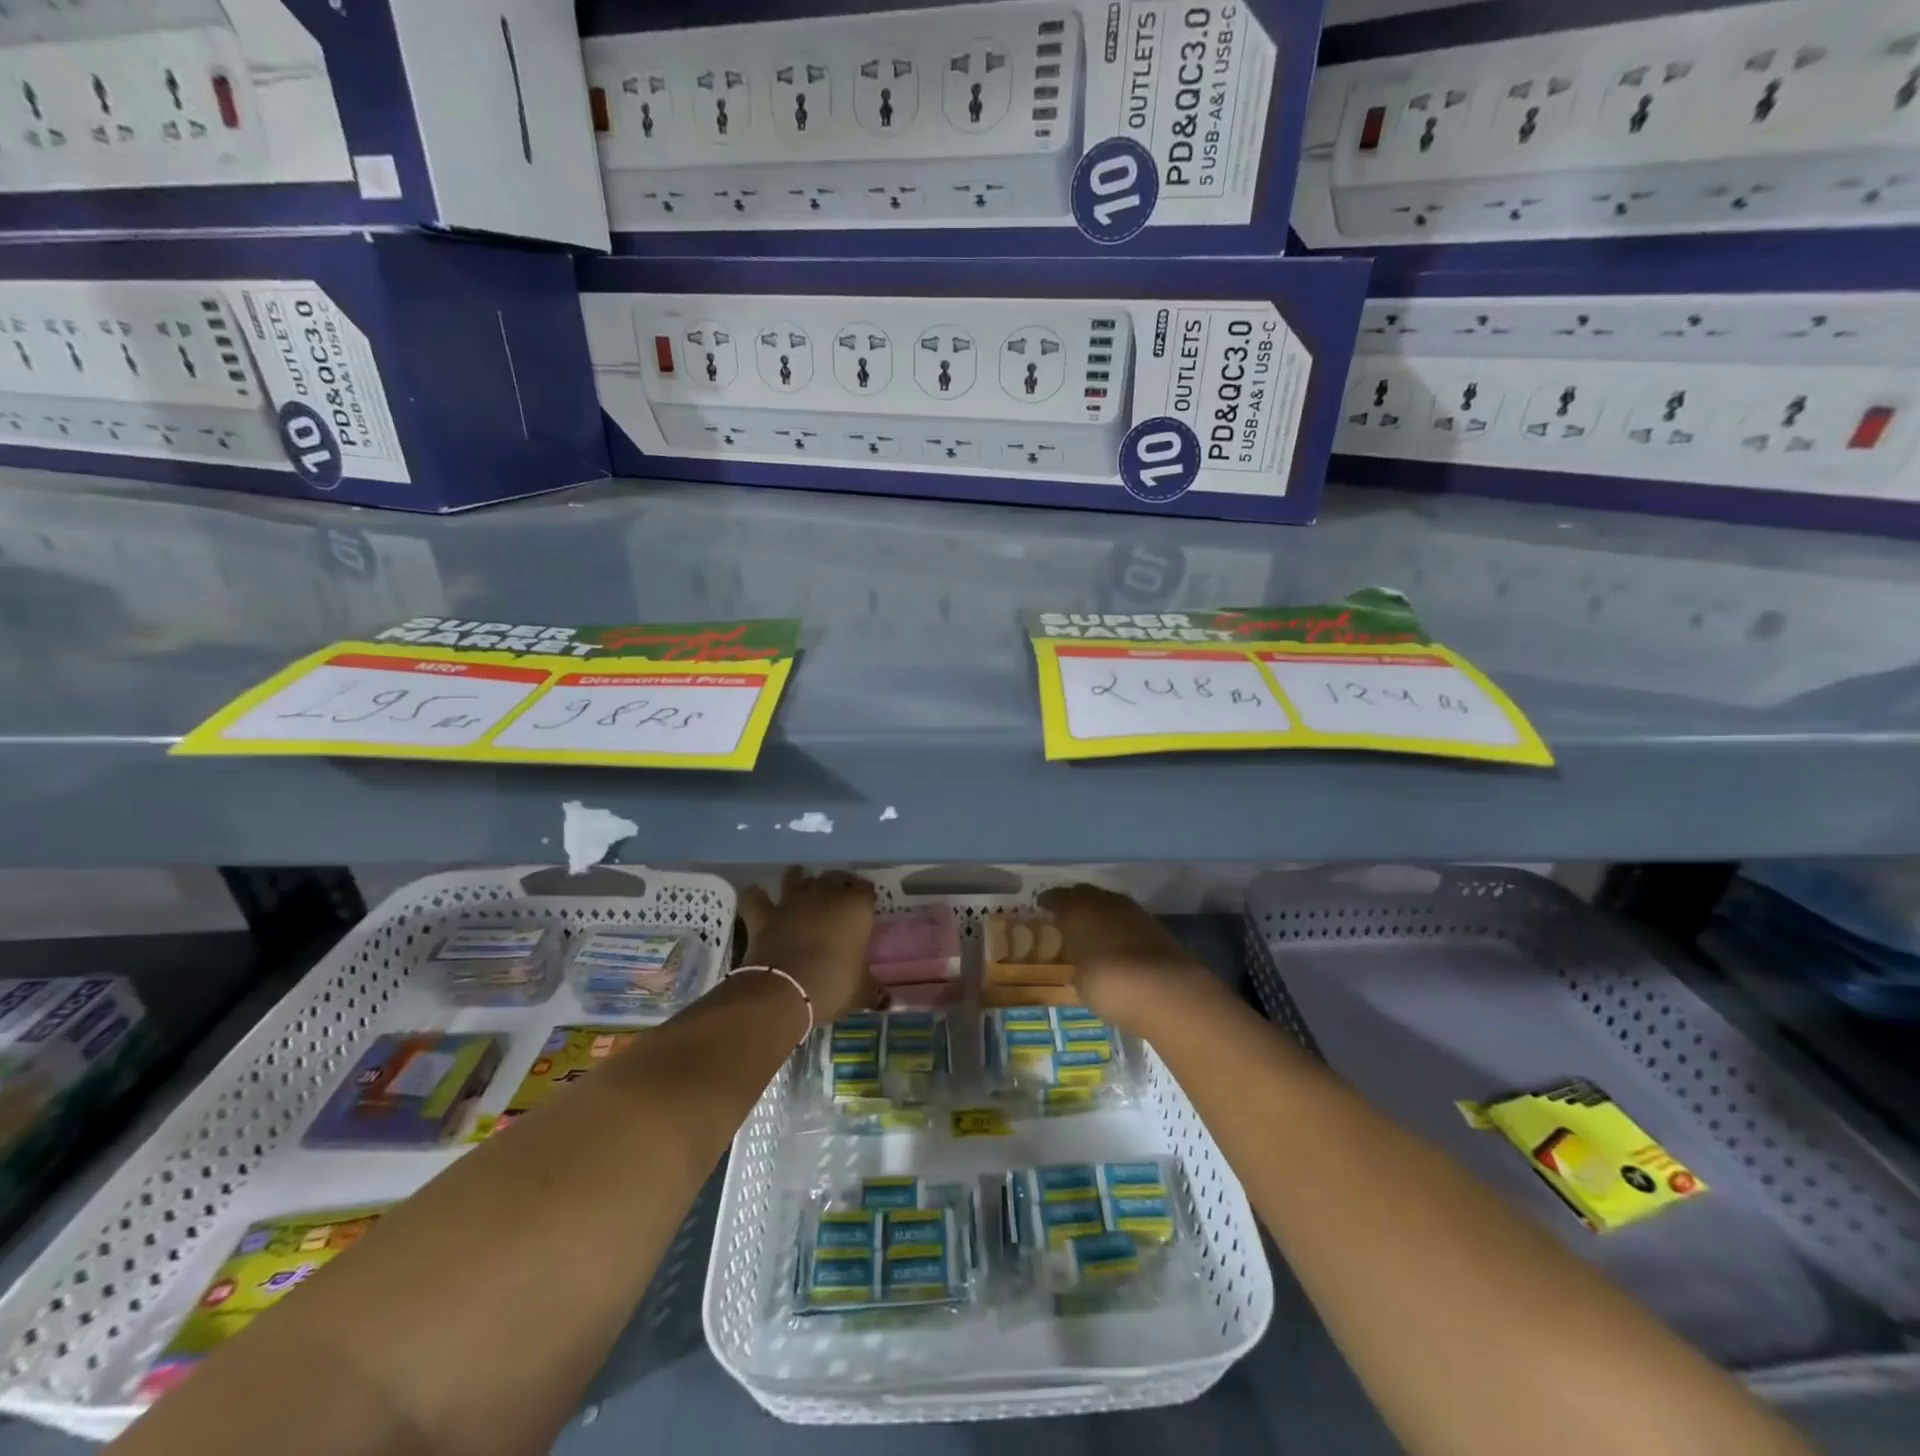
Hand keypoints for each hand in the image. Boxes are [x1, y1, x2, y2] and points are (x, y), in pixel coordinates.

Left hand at [739, 868, 877, 1023]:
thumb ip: (872, 988)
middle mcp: (824, 895)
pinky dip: (757, 896)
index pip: (866, 890)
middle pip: (834, 877)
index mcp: (855, 908)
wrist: (784, 991)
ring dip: (800, 879)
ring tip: (803, 885)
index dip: (866, 897)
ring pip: (796, 877)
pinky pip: (756, 897)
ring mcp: (791, 902)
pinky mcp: (764, 916)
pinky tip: (759, 896)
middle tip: (840, 897)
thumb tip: (884, 998)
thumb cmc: (833, 985)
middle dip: (838, 883)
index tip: (867, 906)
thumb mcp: (862, 991)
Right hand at [1037, 884, 1212, 1034]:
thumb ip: (1077, 961)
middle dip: (1075, 904)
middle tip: (1066, 918)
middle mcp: (1104, 901)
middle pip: (1085, 895)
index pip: (1057, 897)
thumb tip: (1080, 956)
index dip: (1048, 903)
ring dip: (1101, 915)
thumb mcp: (1079, 980)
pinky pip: (1129, 921)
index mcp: (1077, 908)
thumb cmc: (1107, 983)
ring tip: (1092, 931)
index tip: (1042, 909)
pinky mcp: (1157, 926)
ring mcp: (1134, 911)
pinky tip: (1117, 943)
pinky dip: (1120, 928)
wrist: (1165, 990)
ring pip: (1110, 905)